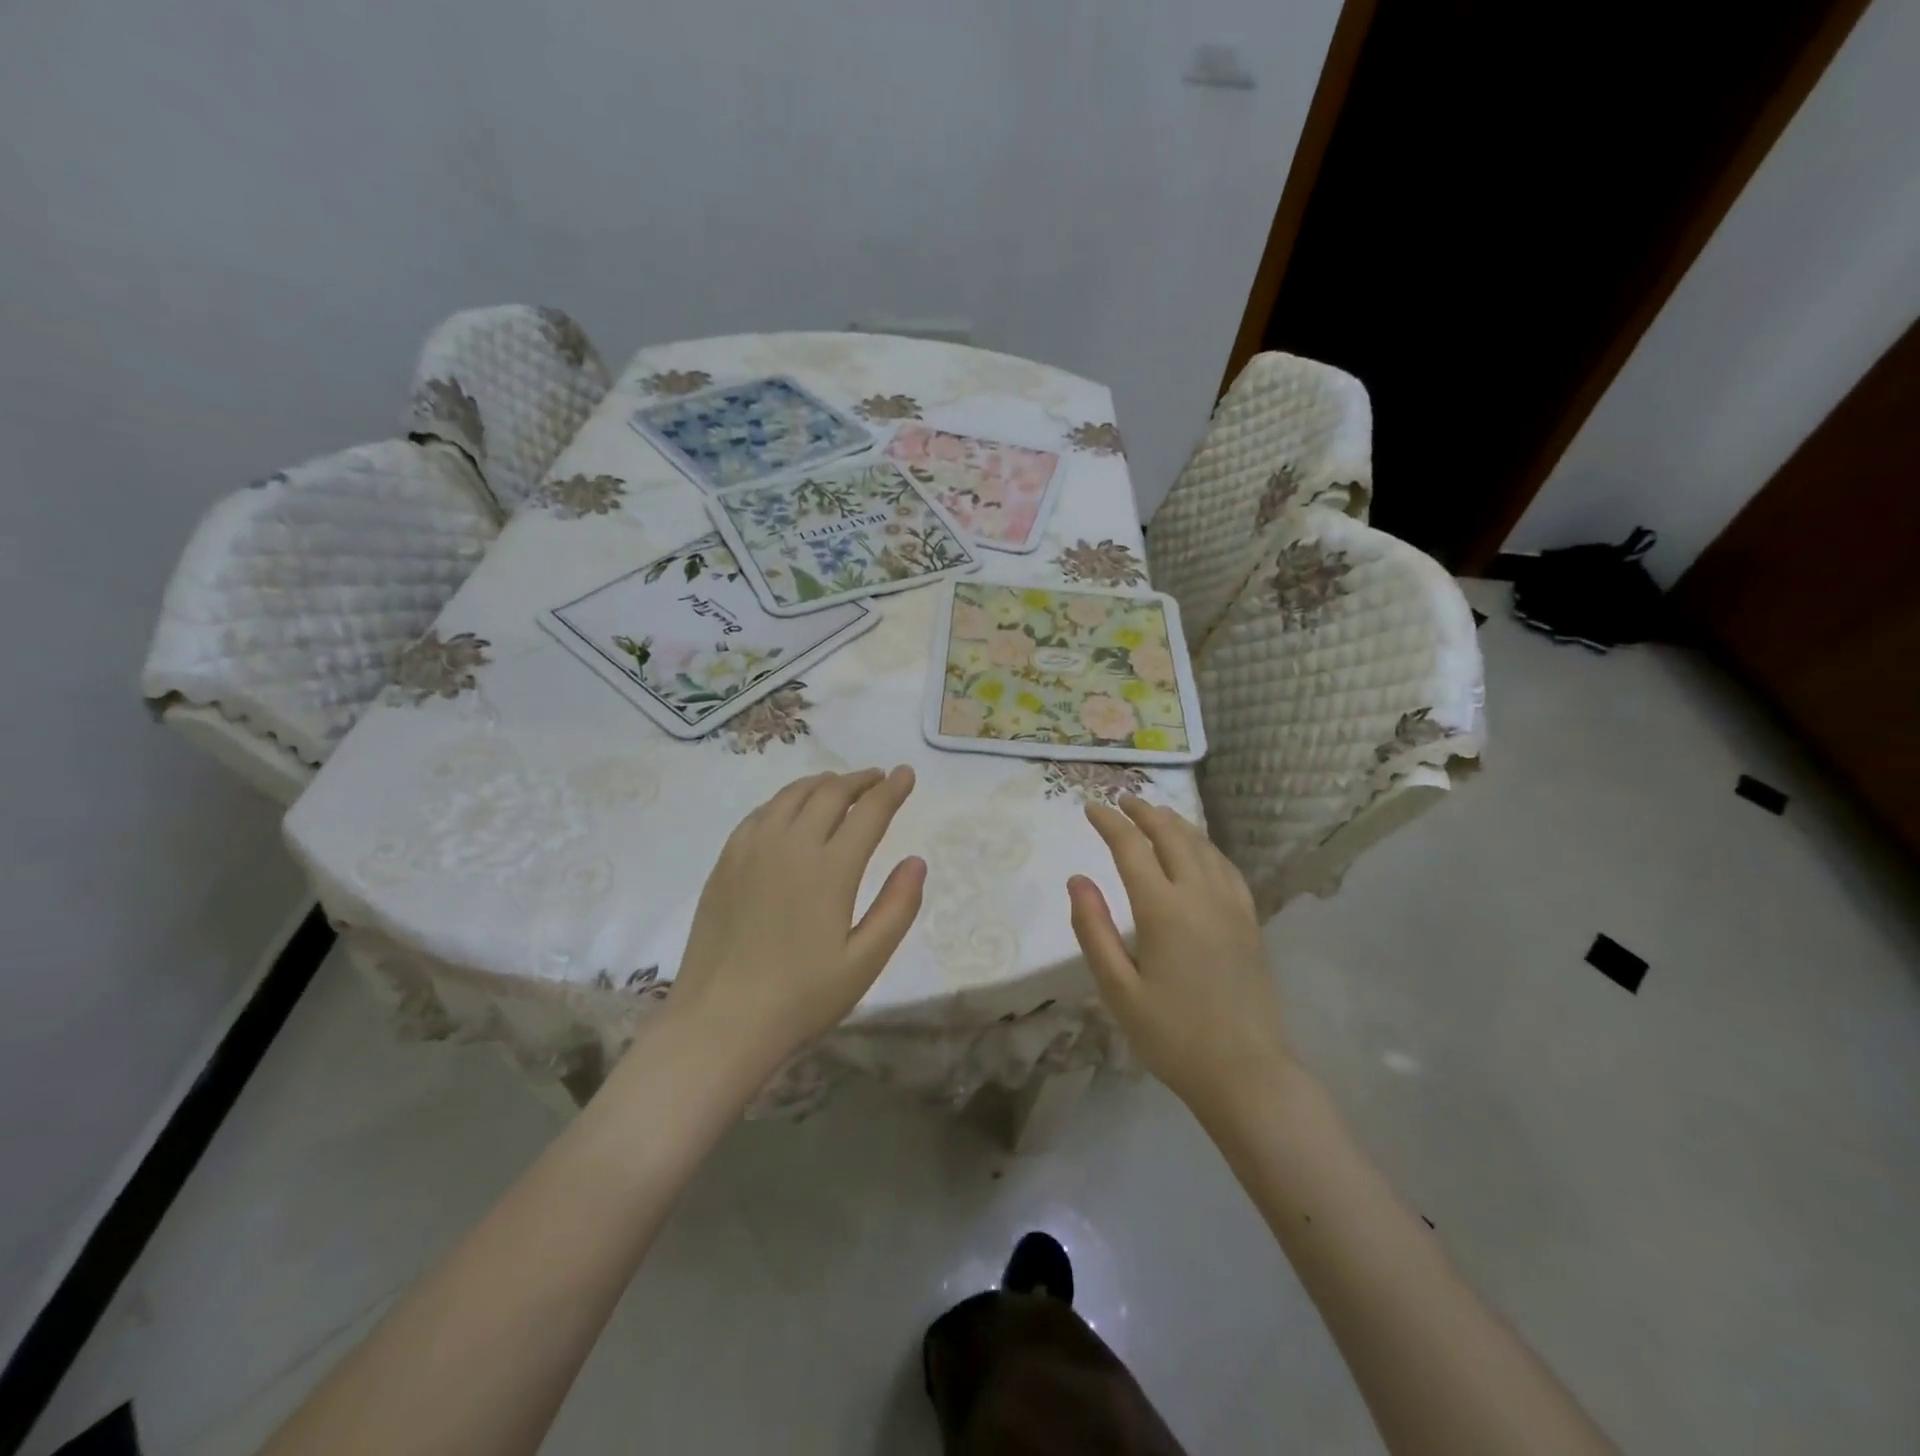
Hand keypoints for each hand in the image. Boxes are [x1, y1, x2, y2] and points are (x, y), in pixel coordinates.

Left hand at [671, 768, 925, 1073]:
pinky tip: (790, 811)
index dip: (892, 789)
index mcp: (831, 869)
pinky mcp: (726, 861)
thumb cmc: (801, 998)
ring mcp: (752, 849)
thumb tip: (916, 861)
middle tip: (878, 779)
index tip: (906, 773)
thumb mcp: (864, 962)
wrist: (720, 1022)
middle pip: (830, 793)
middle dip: (860, 780)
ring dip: (822, 783)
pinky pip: (761, 813)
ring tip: (839, 786)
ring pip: (792, 795)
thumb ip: (897, 908)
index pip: (869, 812)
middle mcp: (791, 845)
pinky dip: (786, 800)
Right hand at [1068, 796, 1291, 1119]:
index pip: (1132, 847)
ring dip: (1175, 823)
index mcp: (1163, 909)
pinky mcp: (1250, 920)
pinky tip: (1199, 850)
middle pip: (1171, 835)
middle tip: (1122, 801)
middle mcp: (1200, 895)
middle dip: (1144, 812)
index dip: (1109, 822)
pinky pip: (1226, 867)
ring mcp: (1232, 905)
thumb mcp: (1118, 989)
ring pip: (1203, 846)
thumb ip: (1093, 930)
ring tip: (1155, 814)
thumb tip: (1078, 879)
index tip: (1090, 807)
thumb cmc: (1172, 1035)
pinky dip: (1205, 846)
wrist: (1246, 1073)